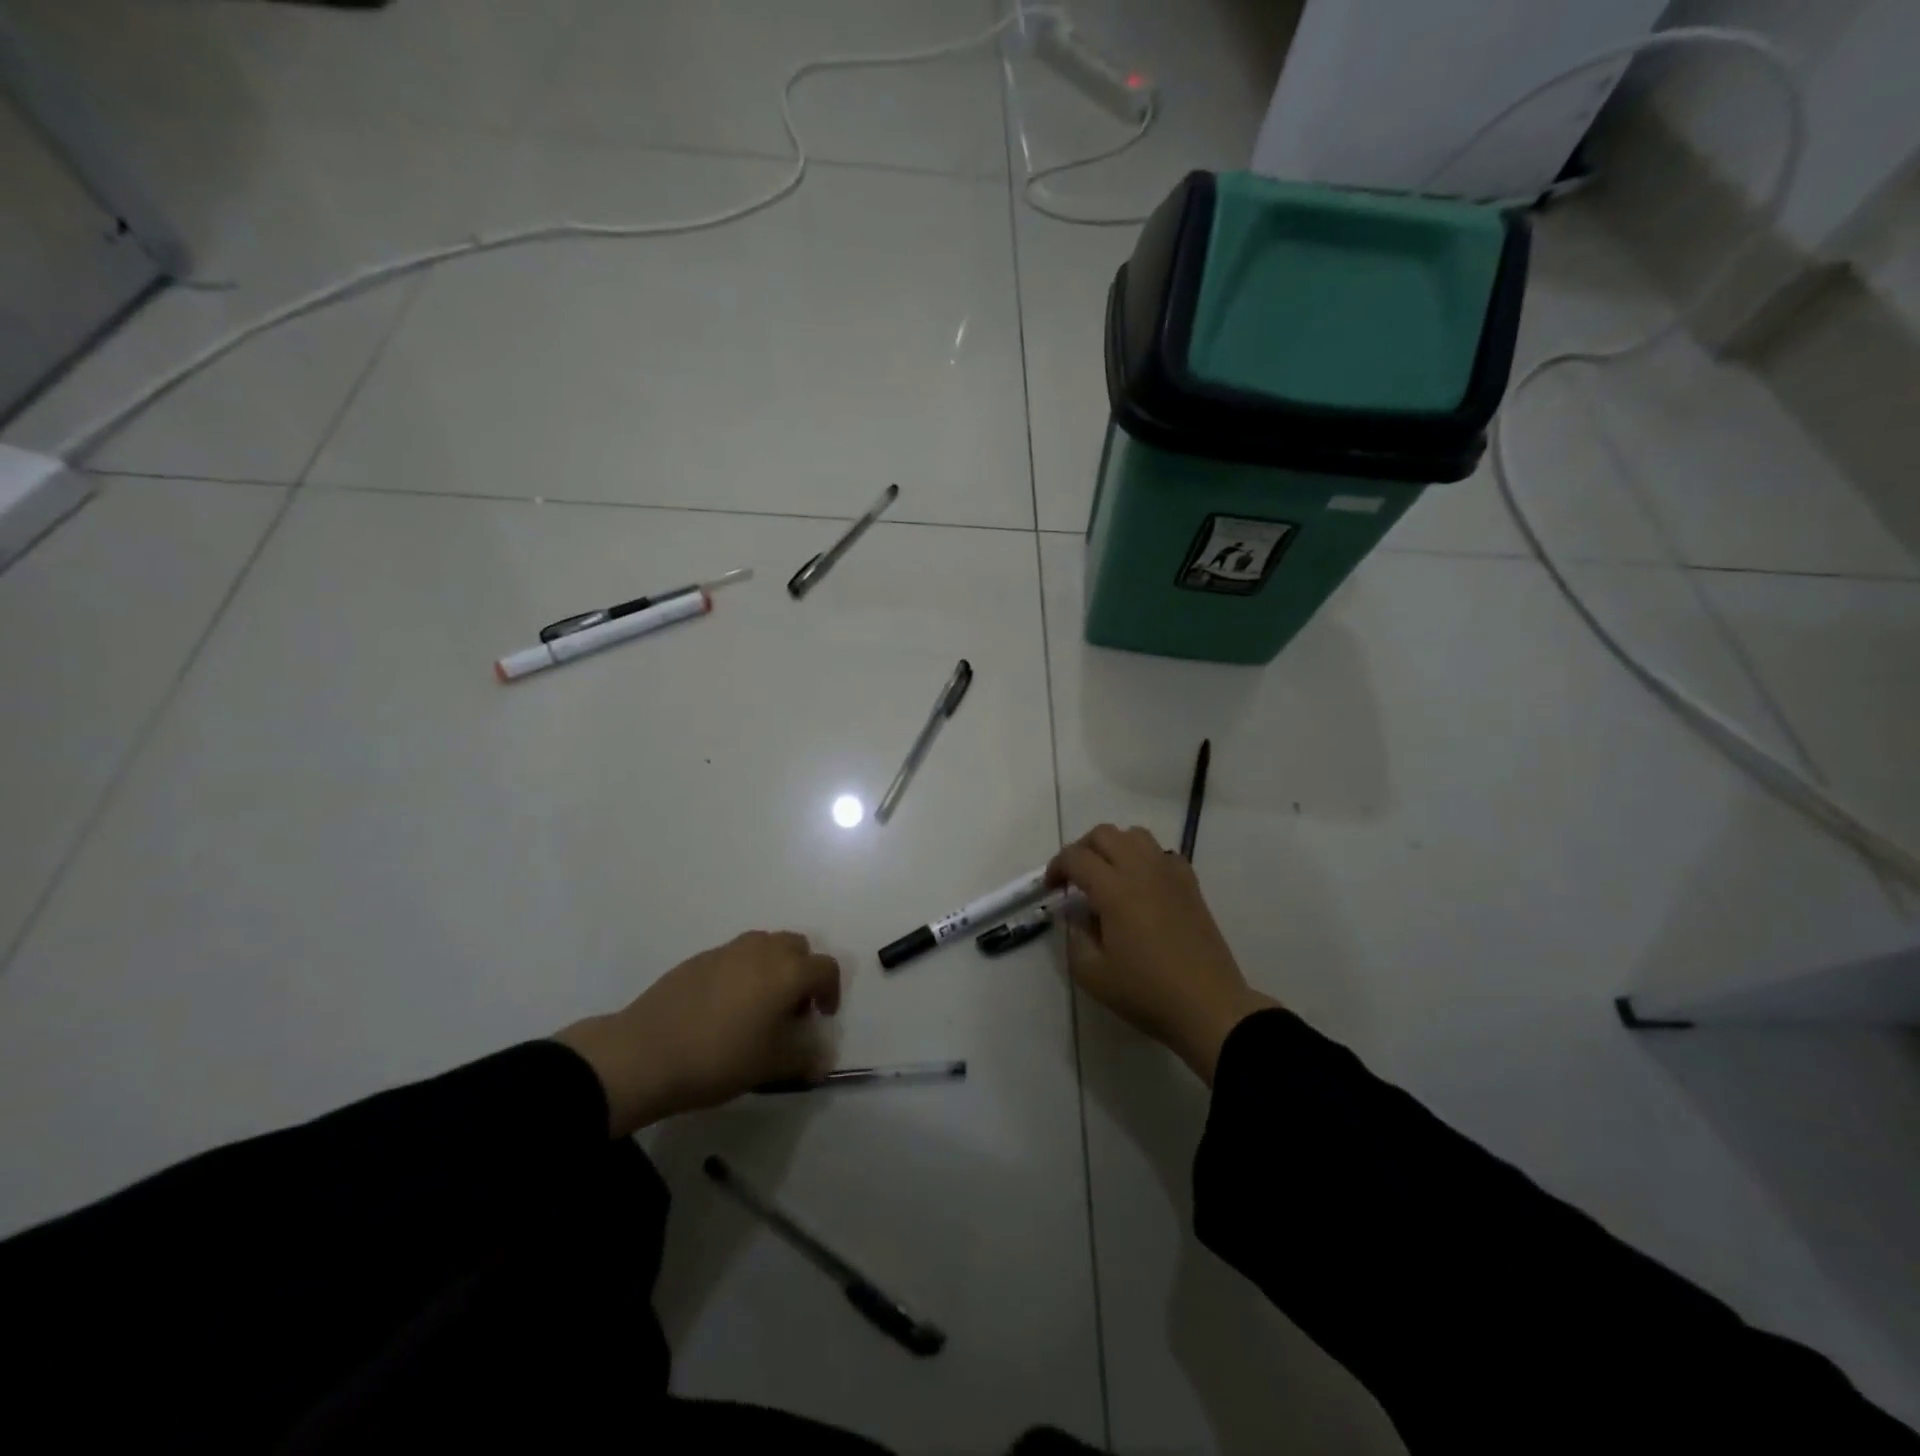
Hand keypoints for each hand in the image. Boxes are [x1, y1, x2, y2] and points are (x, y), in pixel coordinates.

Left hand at [555, 931, 841, 1136]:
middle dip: (803, 972)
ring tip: (760, 1006)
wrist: (645, 1053)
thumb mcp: (770, 1066)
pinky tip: (725, 1007)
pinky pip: (735, 956)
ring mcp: (728, 950)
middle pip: (797, 947)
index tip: (821, 1017)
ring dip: (773, 967)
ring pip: (765, 946)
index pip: (826, 968)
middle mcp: (762, 950)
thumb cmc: (719, 1058)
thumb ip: (804, 1058)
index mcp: (787, 971)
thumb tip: (823, 1059)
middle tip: (792, 1009)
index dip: (831, 991)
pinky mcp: (699, 958)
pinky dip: (743, 971)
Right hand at [1048, 825, 1276, 1084]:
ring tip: (1107, 875)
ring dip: (1114, 846)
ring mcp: (1170, 874)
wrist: (1209, 1007)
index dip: (1057, 866)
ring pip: (1136, 835)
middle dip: (1082, 849)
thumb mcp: (1093, 976)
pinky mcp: (1190, 885)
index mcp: (1114, 890)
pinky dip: (1144, 858)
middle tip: (1075, 878)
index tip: (1051, 887)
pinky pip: (1162, 853)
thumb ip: (1075, 938)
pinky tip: (1142, 885)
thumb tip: (1075, 915)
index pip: (1076, 857)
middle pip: (1105, 834)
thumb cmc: (1147, 992)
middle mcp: (1142, 870)